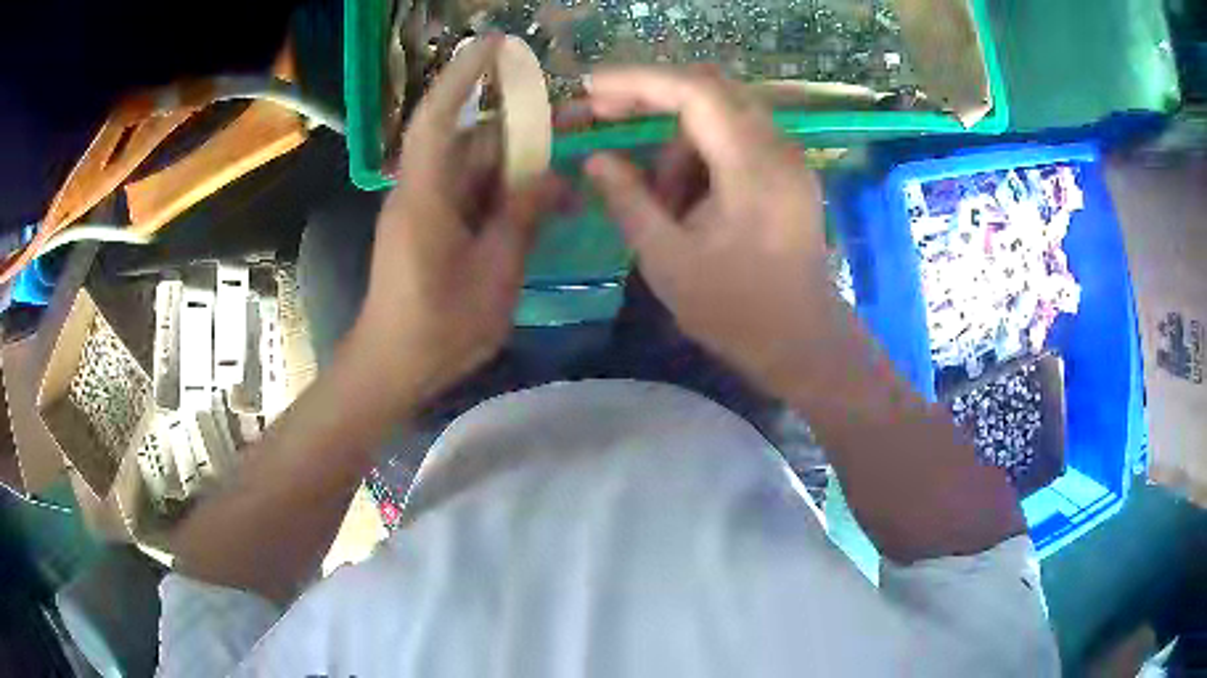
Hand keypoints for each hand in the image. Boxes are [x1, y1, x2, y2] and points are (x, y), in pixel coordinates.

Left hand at [350, 37, 560, 405]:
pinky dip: (509, 193)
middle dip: (528, 127)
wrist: (392, 366)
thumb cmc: (437, 328)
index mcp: (426, 195)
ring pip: (480, 167)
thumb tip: (551, 177)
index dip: (467, 75)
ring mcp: (427, 207)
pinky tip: (545, 205)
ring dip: (525, 166)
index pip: (440, 116)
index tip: (498, 44)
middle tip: (582, 121)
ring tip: (573, 174)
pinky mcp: (434, 224)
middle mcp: (422, 189)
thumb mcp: (492, 275)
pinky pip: (476, 193)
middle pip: (477, 140)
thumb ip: (520, 218)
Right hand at [583, 68, 835, 395]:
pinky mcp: (787, 173)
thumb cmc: (736, 311)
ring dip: (678, 145)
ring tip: (661, 203)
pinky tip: (688, 203)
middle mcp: (778, 148)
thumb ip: (628, 201)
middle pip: (709, 91)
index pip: (694, 92)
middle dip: (652, 100)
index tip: (590, 88)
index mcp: (752, 166)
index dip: (637, 82)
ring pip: (719, 118)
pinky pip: (735, 141)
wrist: (802, 343)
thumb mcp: (667, 260)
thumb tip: (596, 159)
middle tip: (605, 117)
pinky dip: (701, 158)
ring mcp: (788, 158)